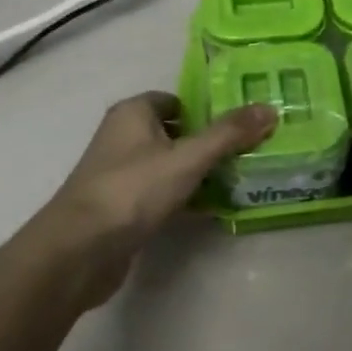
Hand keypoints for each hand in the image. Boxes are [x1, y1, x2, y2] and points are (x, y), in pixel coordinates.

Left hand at [30, 91, 275, 308]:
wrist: (81, 250)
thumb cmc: (133, 189)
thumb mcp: (188, 158)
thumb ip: (229, 134)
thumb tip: (270, 108)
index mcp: (133, 113)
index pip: (176, 101)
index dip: (207, 109)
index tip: (242, 123)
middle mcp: (123, 137)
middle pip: (176, 133)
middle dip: (209, 142)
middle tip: (250, 151)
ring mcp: (121, 174)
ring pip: (170, 165)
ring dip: (199, 172)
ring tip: (240, 179)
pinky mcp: (123, 207)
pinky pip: (162, 194)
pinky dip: (185, 198)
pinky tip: (214, 210)